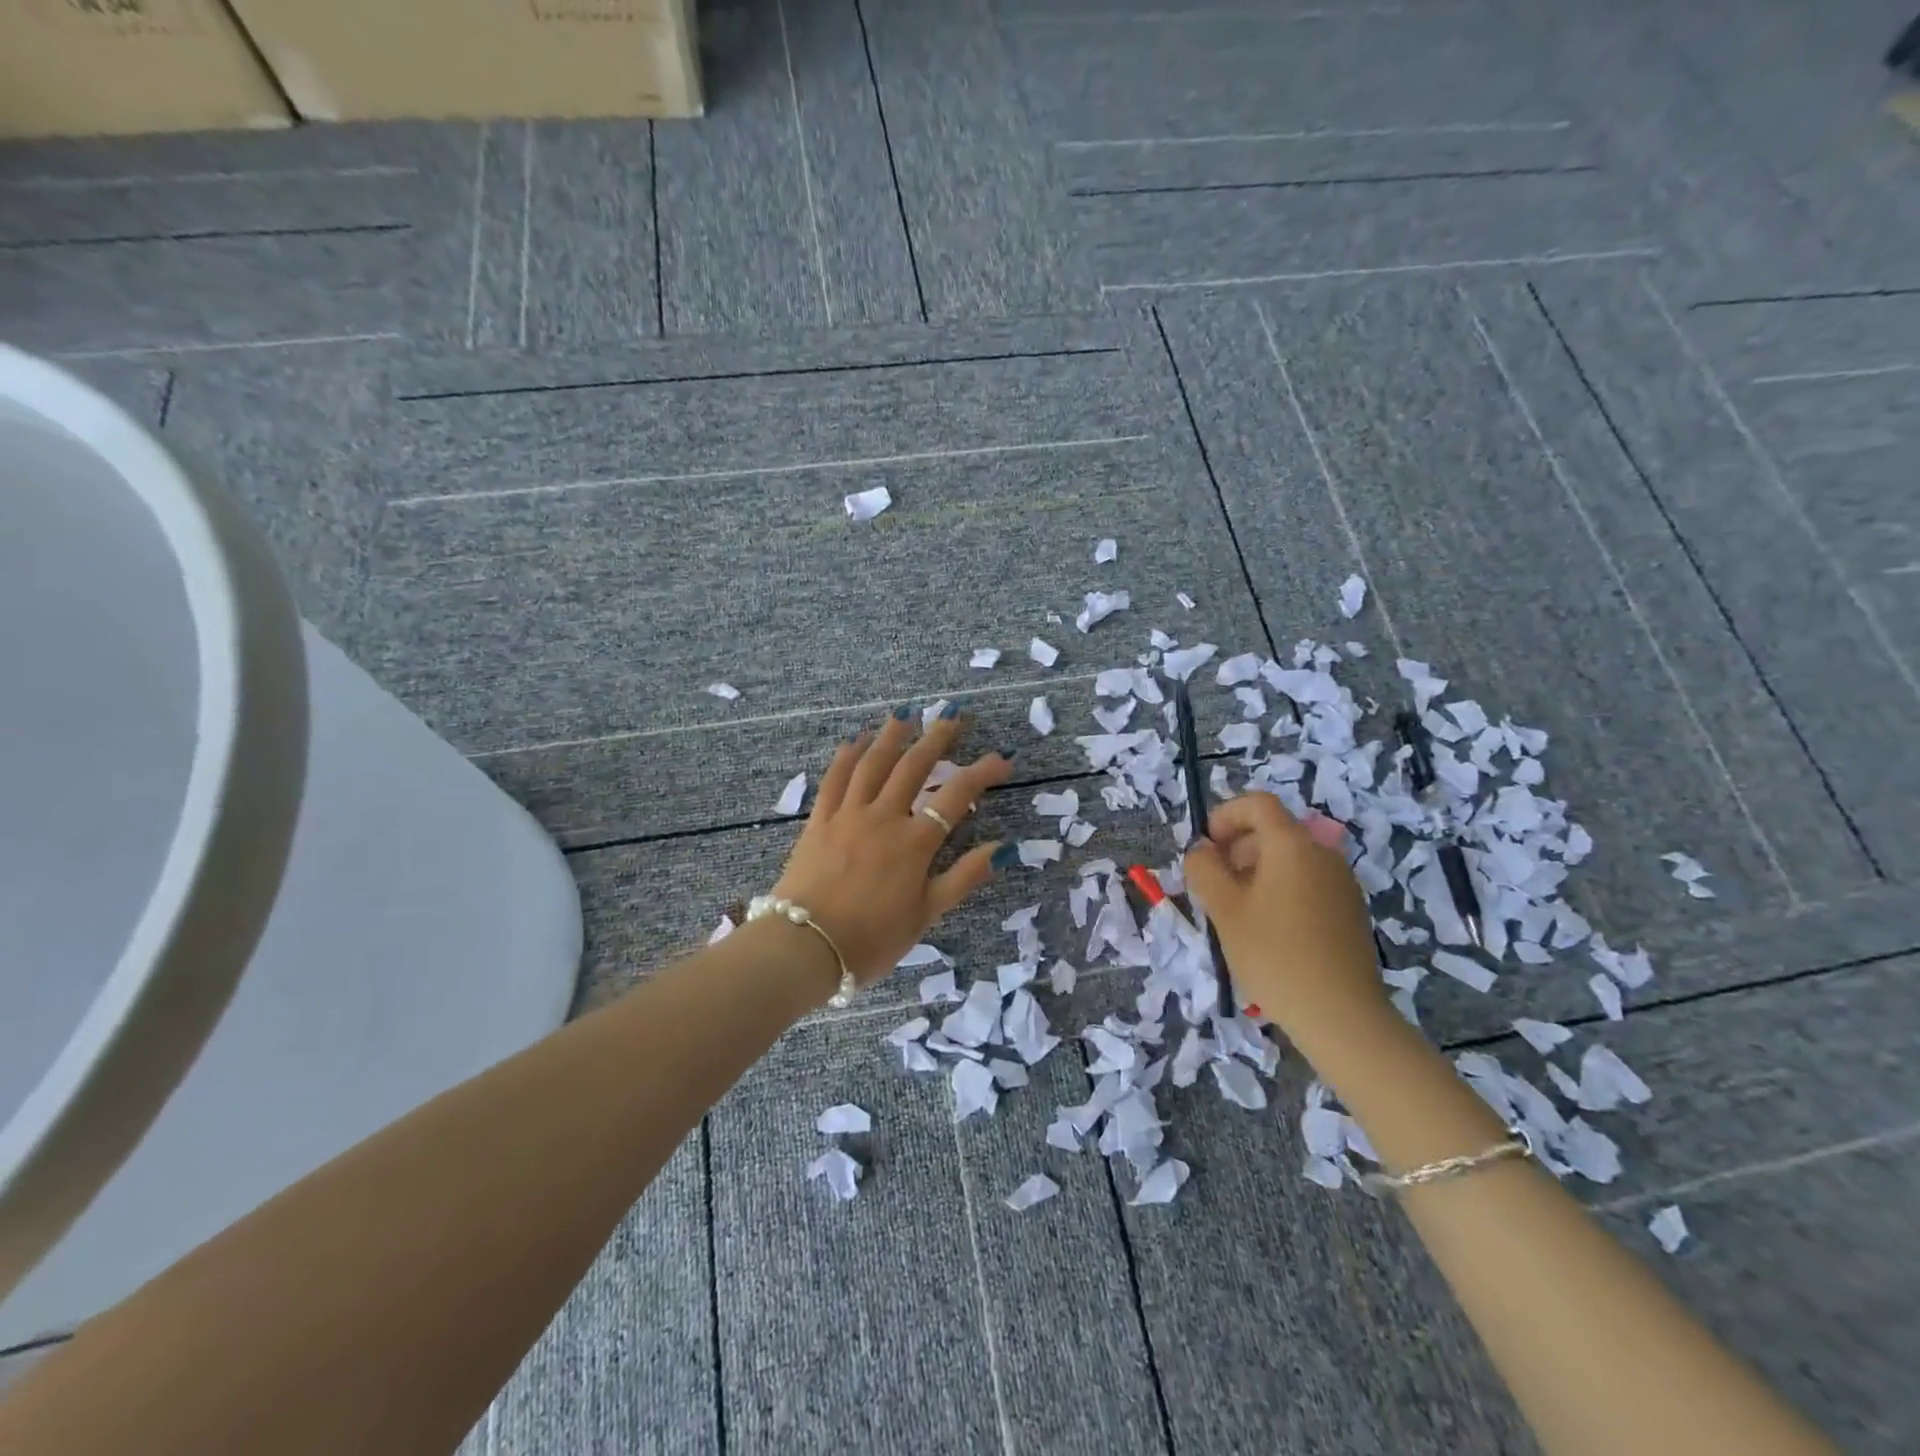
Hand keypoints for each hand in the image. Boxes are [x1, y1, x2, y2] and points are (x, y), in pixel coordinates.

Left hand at [771, 706, 1013, 983]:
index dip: (982, 773)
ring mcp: (848, 815)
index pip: (956, 796)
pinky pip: (834, 779)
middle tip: (954, 715)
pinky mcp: (819, 821)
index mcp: (914, 843)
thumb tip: (1001, 848)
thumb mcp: (925, 916)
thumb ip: (962, 879)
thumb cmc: (871, 939)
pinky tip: (856, 741)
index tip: (1002, 759)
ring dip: (892, 736)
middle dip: (937, 738)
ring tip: (906, 714)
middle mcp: (884, 817)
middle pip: (914, 766)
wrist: (804, 948)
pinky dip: (847, 756)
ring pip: (873, 763)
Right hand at [1183, 789, 1388, 1044]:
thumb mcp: (1224, 909)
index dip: (1225, 816)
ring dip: (1257, 872)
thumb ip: (1204, 869)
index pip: (1257, 804)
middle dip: (1237, 848)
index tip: (1206, 848)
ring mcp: (1342, 883)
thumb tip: (1201, 851)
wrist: (1341, 1015)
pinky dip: (1281, 890)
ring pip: (1290, 859)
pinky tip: (1269, 930)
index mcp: (1292, 845)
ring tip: (1238, 912)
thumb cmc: (1274, 954)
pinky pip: (1307, 883)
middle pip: (1274, 831)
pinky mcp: (1350, 910)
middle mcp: (1322, 854)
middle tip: (1215, 885)